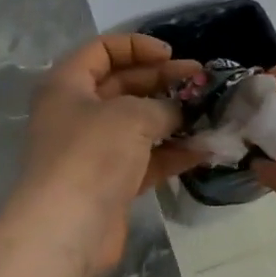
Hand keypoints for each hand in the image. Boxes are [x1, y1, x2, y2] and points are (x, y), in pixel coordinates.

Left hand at [10, 34, 201, 276]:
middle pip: (123, 85)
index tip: (171, 55)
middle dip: (163, 80)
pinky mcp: (110, 182)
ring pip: (137, 123)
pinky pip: (145, 158)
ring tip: (210, 112)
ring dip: (172, 117)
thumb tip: (179, 112)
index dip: (137, 46)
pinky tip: (203, 149)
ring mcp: (93, 149)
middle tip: (201, 80)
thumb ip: (161, 106)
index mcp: (67, 84)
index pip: (102, 50)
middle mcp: (76, 112)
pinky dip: (171, 152)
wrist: (65, 230)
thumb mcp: (131, 115)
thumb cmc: (91, 154)